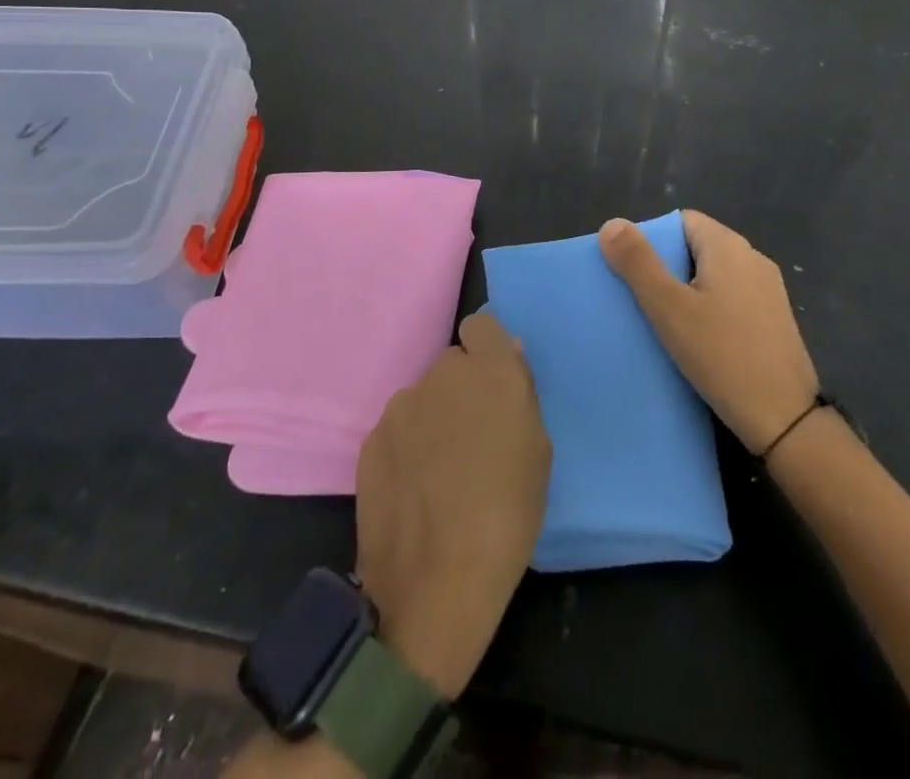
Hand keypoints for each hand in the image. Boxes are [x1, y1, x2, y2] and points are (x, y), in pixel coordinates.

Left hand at [354, 312, 550, 699]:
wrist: (436, 584)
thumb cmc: (508, 515)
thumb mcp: (538, 451)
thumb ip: (520, 395)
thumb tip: (507, 357)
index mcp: (490, 371)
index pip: (481, 326)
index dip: (488, 351)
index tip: (495, 387)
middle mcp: (442, 375)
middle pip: (452, 365)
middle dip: (463, 390)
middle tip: (473, 438)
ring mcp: (401, 406)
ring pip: (423, 398)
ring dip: (433, 418)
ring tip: (440, 472)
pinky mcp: (370, 440)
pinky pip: (398, 429)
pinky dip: (407, 447)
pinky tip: (413, 490)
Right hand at [598, 211, 818, 456]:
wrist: (784, 417)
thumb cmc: (721, 354)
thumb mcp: (669, 307)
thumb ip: (638, 263)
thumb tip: (611, 224)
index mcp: (728, 246)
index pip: (682, 221)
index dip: (652, 239)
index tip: (631, 270)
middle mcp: (752, 257)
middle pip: (697, 247)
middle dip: (666, 267)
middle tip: (639, 298)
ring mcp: (767, 289)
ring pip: (714, 275)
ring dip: (687, 291)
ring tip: (661, 320)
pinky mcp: (774, 319)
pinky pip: (731, 299)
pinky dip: (709, 309)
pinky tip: (695, 339)